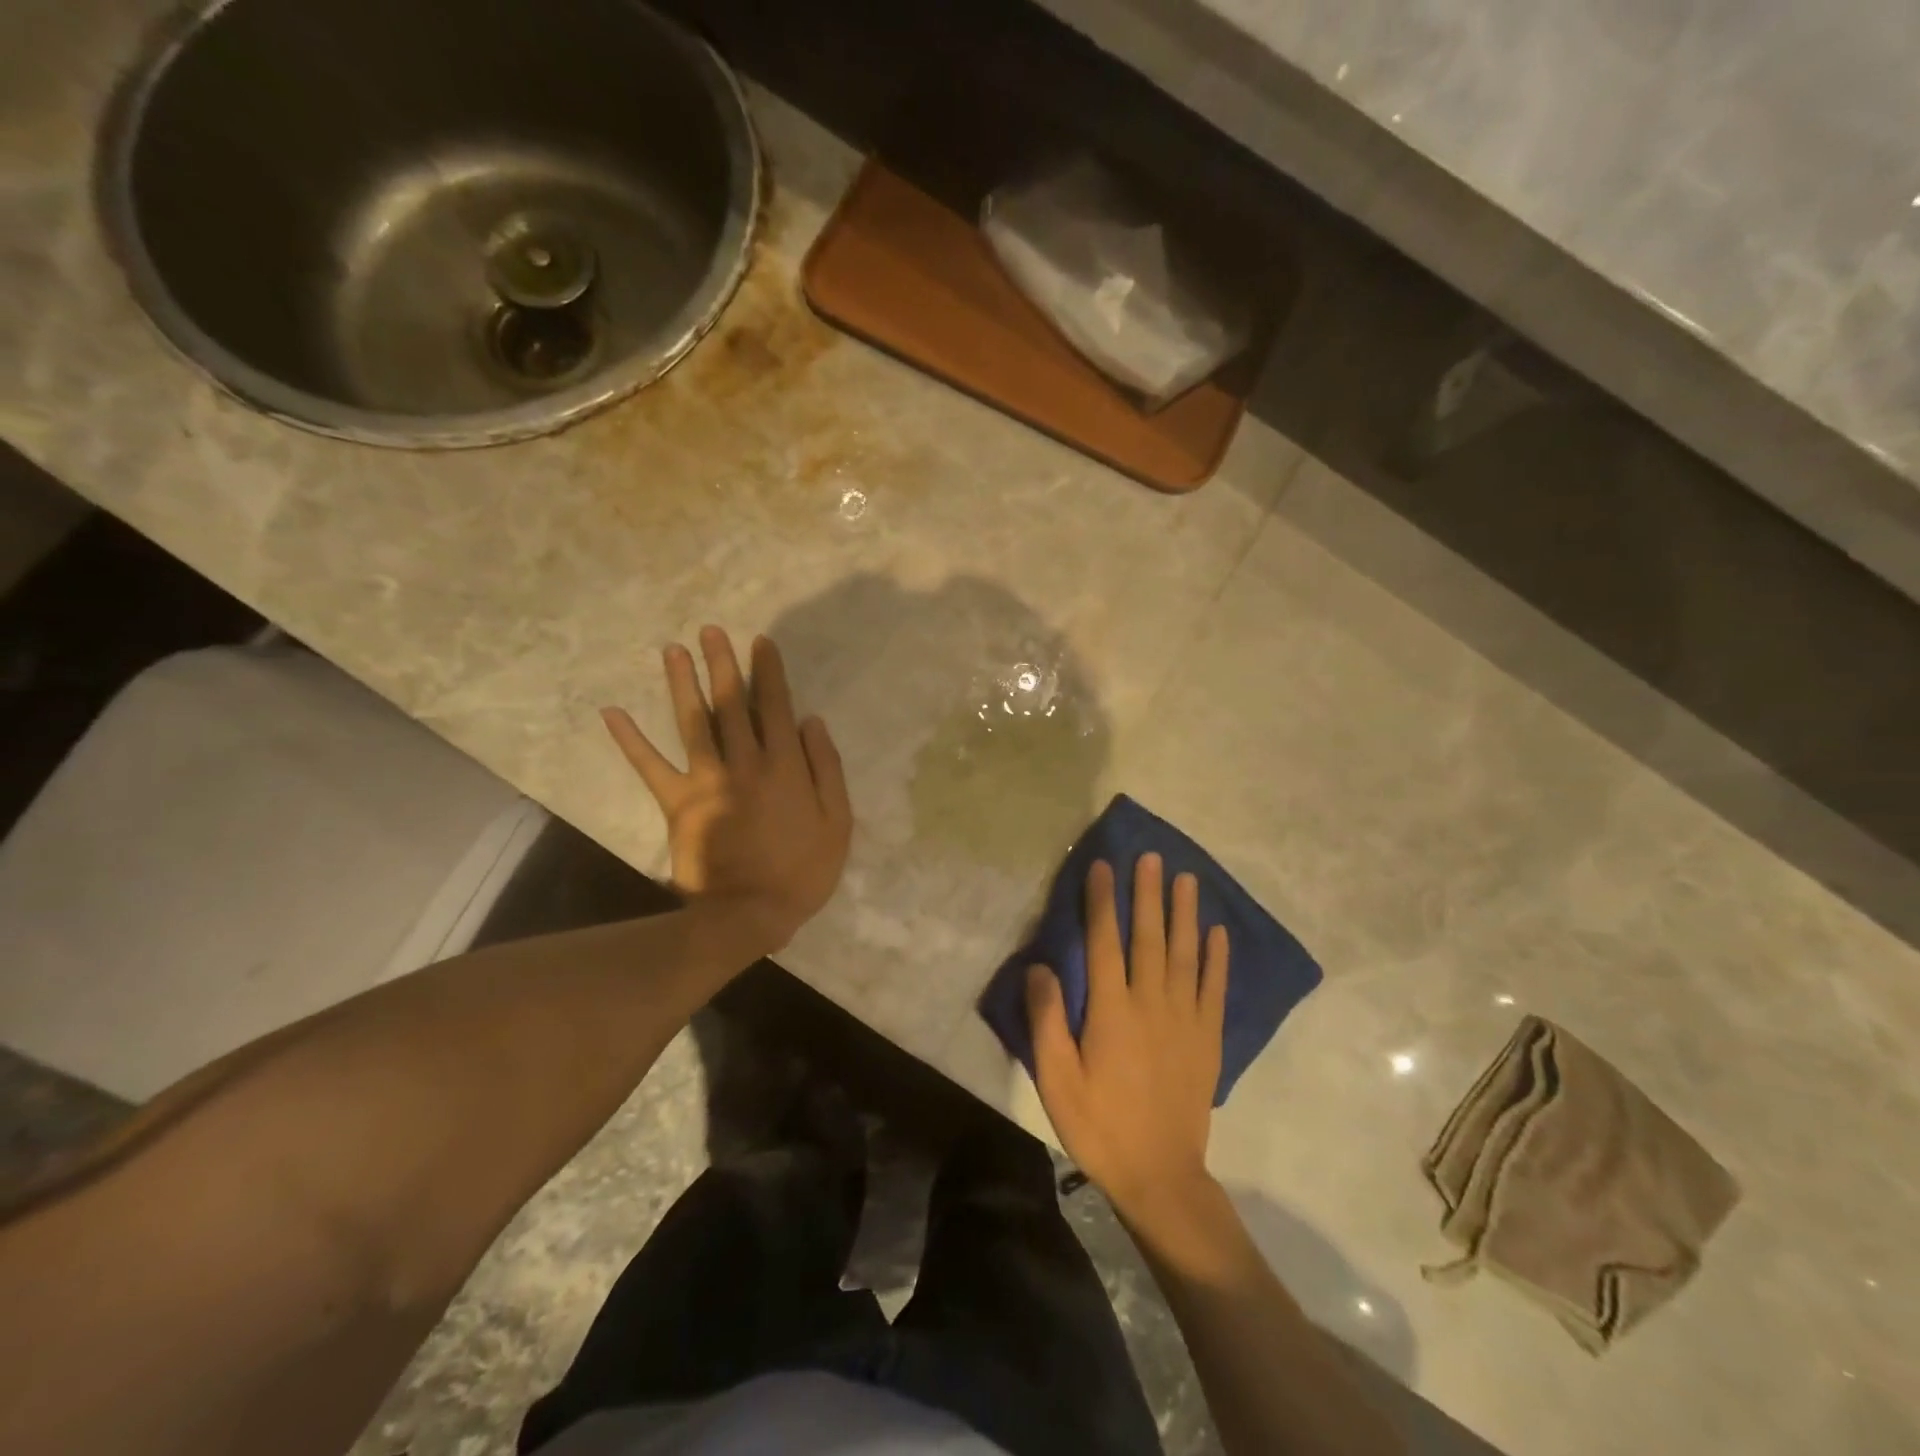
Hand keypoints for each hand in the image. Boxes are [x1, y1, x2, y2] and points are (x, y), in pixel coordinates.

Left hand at [602, 627, 851, 954]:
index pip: (776, 707)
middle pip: (732, 704)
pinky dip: (630, 740)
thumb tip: (811, 721)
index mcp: (785, 766)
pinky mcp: (678, 803)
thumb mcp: (837, 822)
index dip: (769, 672)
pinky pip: (650, 767)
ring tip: (673, 650)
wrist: (749, 914)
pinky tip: (611, 712)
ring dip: (683, 684)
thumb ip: (826, 769)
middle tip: (710, 630)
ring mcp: (708, 780)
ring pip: (694, 722)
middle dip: (723, 664)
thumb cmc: (802, 871)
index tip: (760, 642)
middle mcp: (745, 762)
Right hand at [1026, 855, 1229, 1226]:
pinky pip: (1214, 988)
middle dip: (1148, 894)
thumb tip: (1040, 966)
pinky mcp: (1208, 1038)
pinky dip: (1216, 957)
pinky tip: (1217, 933)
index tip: (1102, 866)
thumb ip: (1047, 1020)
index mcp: (1112, 1011)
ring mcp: (1185, 1019)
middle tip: (1151, 857)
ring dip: (1185, 913)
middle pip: (1149, 937)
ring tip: (1187, 879)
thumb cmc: (1099, 1125)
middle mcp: (1151, 1003)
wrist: (1160, 1175)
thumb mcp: (1056, 1079)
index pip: (1105, 942)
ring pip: (1185, 953)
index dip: (1101, 902)